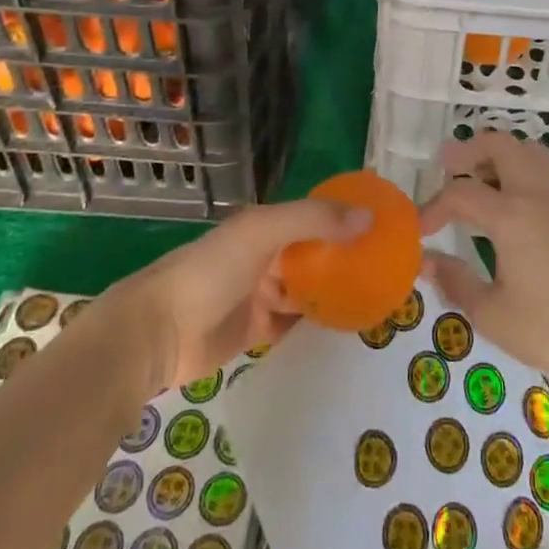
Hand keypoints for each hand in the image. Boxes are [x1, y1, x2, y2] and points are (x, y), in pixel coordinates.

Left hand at [104, 196, 370, 394]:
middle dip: (350, 259)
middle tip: (392, 270)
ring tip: (380, 299)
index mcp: (269, 225)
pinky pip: (296, 325)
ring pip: (310, 289)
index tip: (388, 226)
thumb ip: (316, 221)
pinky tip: (349, 330)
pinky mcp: (257, 333)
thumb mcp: (264, 232)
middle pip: (318, 254)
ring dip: (337, 293)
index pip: (319, 215)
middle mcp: (269, 255)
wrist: (156, 332)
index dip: (350, 217)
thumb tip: (371, 217)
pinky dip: (319, 325)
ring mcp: (262, 294)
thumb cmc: (211, 270)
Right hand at [418, 132, 548, 386]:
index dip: (434, 207)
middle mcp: (535, 195)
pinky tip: (506, 197)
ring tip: (475, 176)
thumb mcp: (492, 314)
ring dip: (496, 153)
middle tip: (445, 168)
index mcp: (511, 216)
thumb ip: (455, 281)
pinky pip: (540, 168)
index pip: (461, 194)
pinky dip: (517, 166)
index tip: (420, 230)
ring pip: (525, 150)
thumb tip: (426, 262)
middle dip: (468, 151)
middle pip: (499, 145)